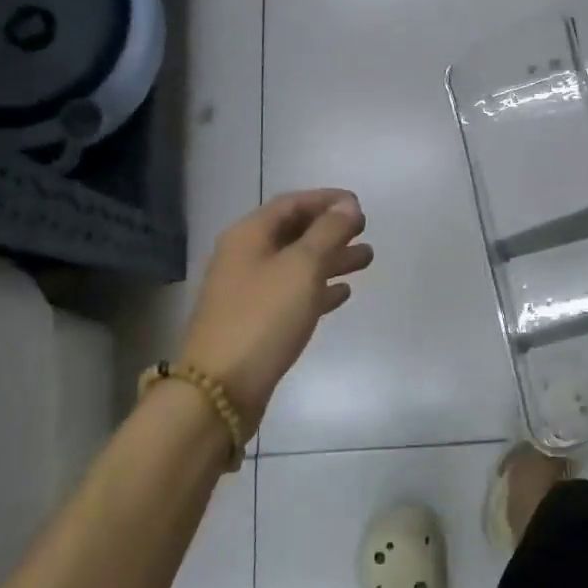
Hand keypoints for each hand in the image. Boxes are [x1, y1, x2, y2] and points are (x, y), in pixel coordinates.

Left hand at [175, 190, 372, 434]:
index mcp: (249, 236)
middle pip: (294, 233)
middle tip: (365, 230)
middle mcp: (245, 257)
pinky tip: (343, 293)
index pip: (291, 204)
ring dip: (331, 258)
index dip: (326, 200)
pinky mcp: (256, 322)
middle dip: (331, 229)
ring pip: (297, 264)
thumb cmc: (263, 317)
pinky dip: (318, 288)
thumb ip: (328, 232)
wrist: (220, 388)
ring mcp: (248, 291)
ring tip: (366, 259)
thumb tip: (348, 205)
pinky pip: (293, 294)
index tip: (359, 204)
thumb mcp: (302, 267)